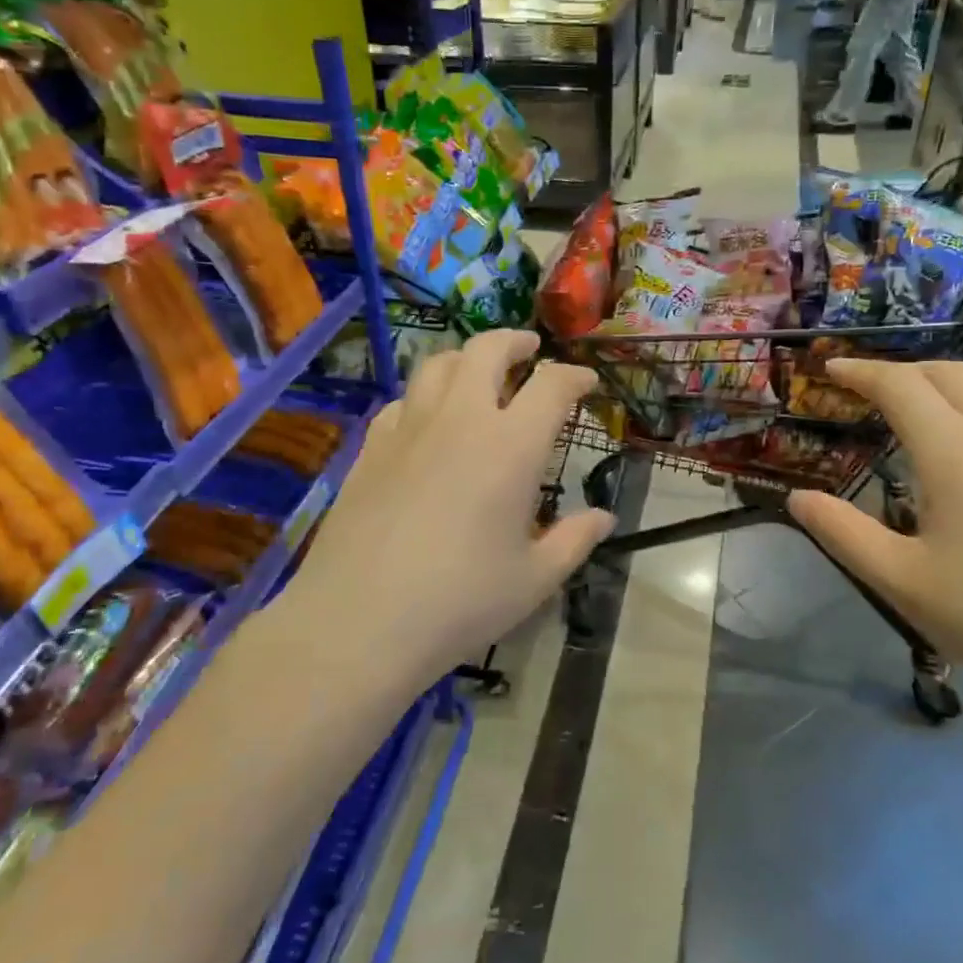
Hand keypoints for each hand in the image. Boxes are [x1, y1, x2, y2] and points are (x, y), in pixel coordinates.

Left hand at [284, 331, 612, 680]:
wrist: (359, 621)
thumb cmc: (461, 601)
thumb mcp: (535, 578)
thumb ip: (574, 540)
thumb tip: (604, 517)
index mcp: (511, 445)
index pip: (551, 386)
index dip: (574, 377)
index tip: (586, 383)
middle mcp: (460, 419)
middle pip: (487, 350)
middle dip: (515, 341)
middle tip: (530, 350)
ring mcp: (409, 428)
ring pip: (438, 364)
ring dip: (466, 358)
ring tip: (478, 372)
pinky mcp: (370, 448)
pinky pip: (403, 401)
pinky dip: (425, 396)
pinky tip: (427, 420)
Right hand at [787, 360, 962, 735]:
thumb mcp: (900, 580)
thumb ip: (841, 532)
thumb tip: (798, 498)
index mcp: (956, 452)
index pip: (901, 385)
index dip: (862, 371)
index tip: (832, 368)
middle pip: (953, 373)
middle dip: (906, 370)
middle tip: (869, 390)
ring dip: (944, 394)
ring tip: (913, 428)